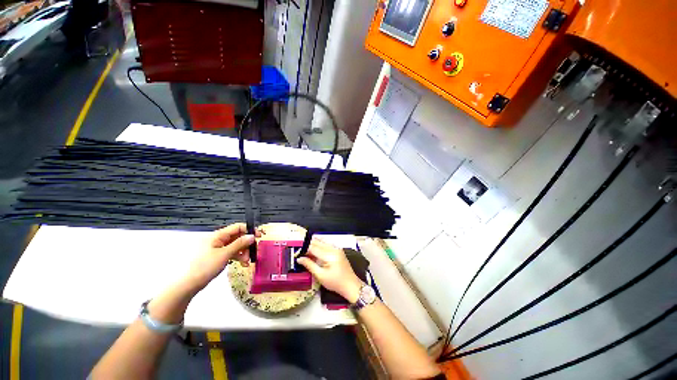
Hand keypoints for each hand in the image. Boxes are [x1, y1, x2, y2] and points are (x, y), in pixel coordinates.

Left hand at [183, 223, 258, 291]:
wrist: (188, 284)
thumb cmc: (205, 267)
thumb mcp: (224, 254)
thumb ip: (239, 244)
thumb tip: (252, 236)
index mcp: (218, 235)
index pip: (237, 227)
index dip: (249, 230)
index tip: (259, 236)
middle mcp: (218, 239)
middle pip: (238, 237)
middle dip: (246, 244)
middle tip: (253, 252)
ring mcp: (218, 248)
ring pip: (236, 245)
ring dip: (243, 252)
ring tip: (247, 261)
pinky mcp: (217, 256)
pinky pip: (231, 252)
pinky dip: (238, 256)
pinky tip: (242, 263)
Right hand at [297, 238, 362, 302]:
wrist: (351, 285)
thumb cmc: (335, 282)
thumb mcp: (320, 276)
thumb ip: (309, 265)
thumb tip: (299, 259)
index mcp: (329, 255)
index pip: (313, 248)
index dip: (304, 249)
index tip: (296, 252)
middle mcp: (333, 248)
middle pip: (318, 243)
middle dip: (308, 245)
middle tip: (299, 250)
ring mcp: (337, 248)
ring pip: (322, 242)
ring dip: (314, 244)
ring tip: (305, 250)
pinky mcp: (338, 250)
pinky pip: (327, 244)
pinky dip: (320, 245)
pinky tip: (315, 249)